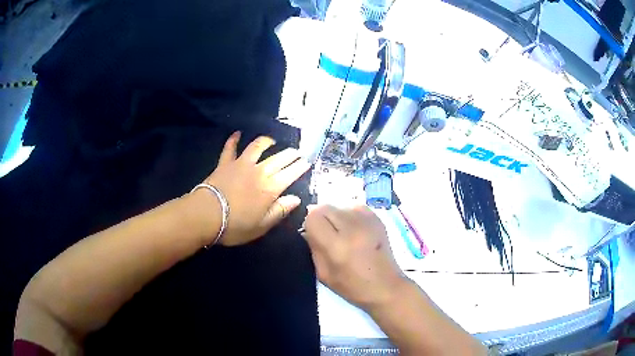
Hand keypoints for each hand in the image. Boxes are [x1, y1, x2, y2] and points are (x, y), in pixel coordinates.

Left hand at [194, 132, 310, 245]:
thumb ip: (280, 211)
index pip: (290, 174)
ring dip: (266, 142)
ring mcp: (241, 164)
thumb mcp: (262, 225)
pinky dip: (234, 139)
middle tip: (297, 151)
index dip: (300, 167)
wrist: (206, 215)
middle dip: (290, 154)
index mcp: (270, 188)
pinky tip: (237, 133)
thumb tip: (296, 199)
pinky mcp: (225, 163)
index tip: (307, 162)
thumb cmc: (235, 225)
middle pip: (278, 158)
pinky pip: (230, 148)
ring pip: (257, 147)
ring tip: (272, 141)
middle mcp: (259, 172)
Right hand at [302, 205, 406, 308]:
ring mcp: (367, 220)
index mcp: (337, 245)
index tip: (314, 235)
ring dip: (336, 216)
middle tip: (328, 235)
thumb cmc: (352, 286)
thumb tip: (307, 230)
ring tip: (343, 233)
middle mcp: (352, 227)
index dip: (310, 225)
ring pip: (339, 205)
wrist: (386, 286)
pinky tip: (355, 230)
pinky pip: (354, 207)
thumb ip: (314, 248)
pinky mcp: (377, 217)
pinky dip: (350, 215)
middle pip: (325, 207)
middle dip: (321, 218)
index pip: (313, 216)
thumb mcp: (323, 274)